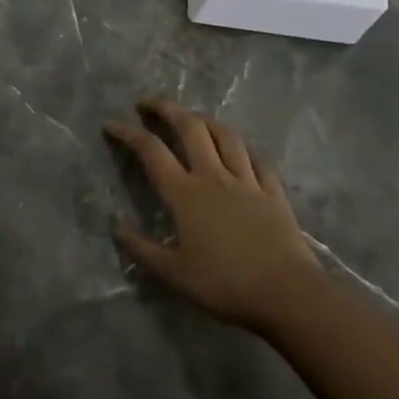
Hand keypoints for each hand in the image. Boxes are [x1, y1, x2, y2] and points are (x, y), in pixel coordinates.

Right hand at [106, 96, 324, 334]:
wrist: (287, 295)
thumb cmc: (225, 285)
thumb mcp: (175, 274)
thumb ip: (143, 250)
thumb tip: (115, 227)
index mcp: (184, 193)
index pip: (151, 151)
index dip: (128, 133)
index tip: (111, 125)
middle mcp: (212, 176)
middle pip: (189, 127)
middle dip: (166, 108)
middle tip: (149, 103)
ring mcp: (246, 180)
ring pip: (224, 135)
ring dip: (204, 119)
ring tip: (192, 117)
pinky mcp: (272, 191)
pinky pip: (257, 158)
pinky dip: (243, 146)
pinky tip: (239, 146)